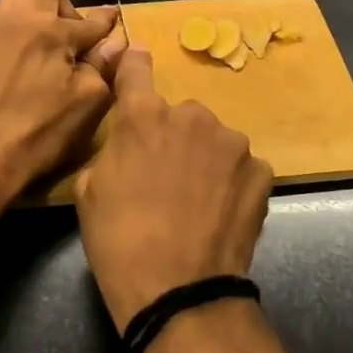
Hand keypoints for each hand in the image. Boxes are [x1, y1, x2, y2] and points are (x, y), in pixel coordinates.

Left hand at [0, 0, 126, 205]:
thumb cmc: (39, 131)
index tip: (115, 22)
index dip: (106, 24)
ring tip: (48, 48)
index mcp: (49, 28)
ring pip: (17, 0)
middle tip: (74, 41)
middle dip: (66, 8)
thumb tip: (117, 43)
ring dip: (37, 13)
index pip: (89, 20)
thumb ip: (103, 66)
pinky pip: (2, 26)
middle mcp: (18, 20)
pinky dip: (19, 34)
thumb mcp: (87, 102)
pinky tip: (26, 65)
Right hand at [75, 48, 273, 330]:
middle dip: (173, 136)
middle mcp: (192, 116)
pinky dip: (232, 182)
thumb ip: (113, 149)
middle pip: (180, 114)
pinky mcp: (261, 171)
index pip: (136, 69)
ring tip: (198, 200)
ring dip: (206, 158)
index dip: (133, 66)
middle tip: (166, 176)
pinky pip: (241, 167)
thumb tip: (129, 142)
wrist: (179, 293)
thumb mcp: (90, 191)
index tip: (136, 59)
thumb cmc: (120, 243)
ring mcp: (232, 143)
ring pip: (214, 140)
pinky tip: (222, 212)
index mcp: (144, 117)